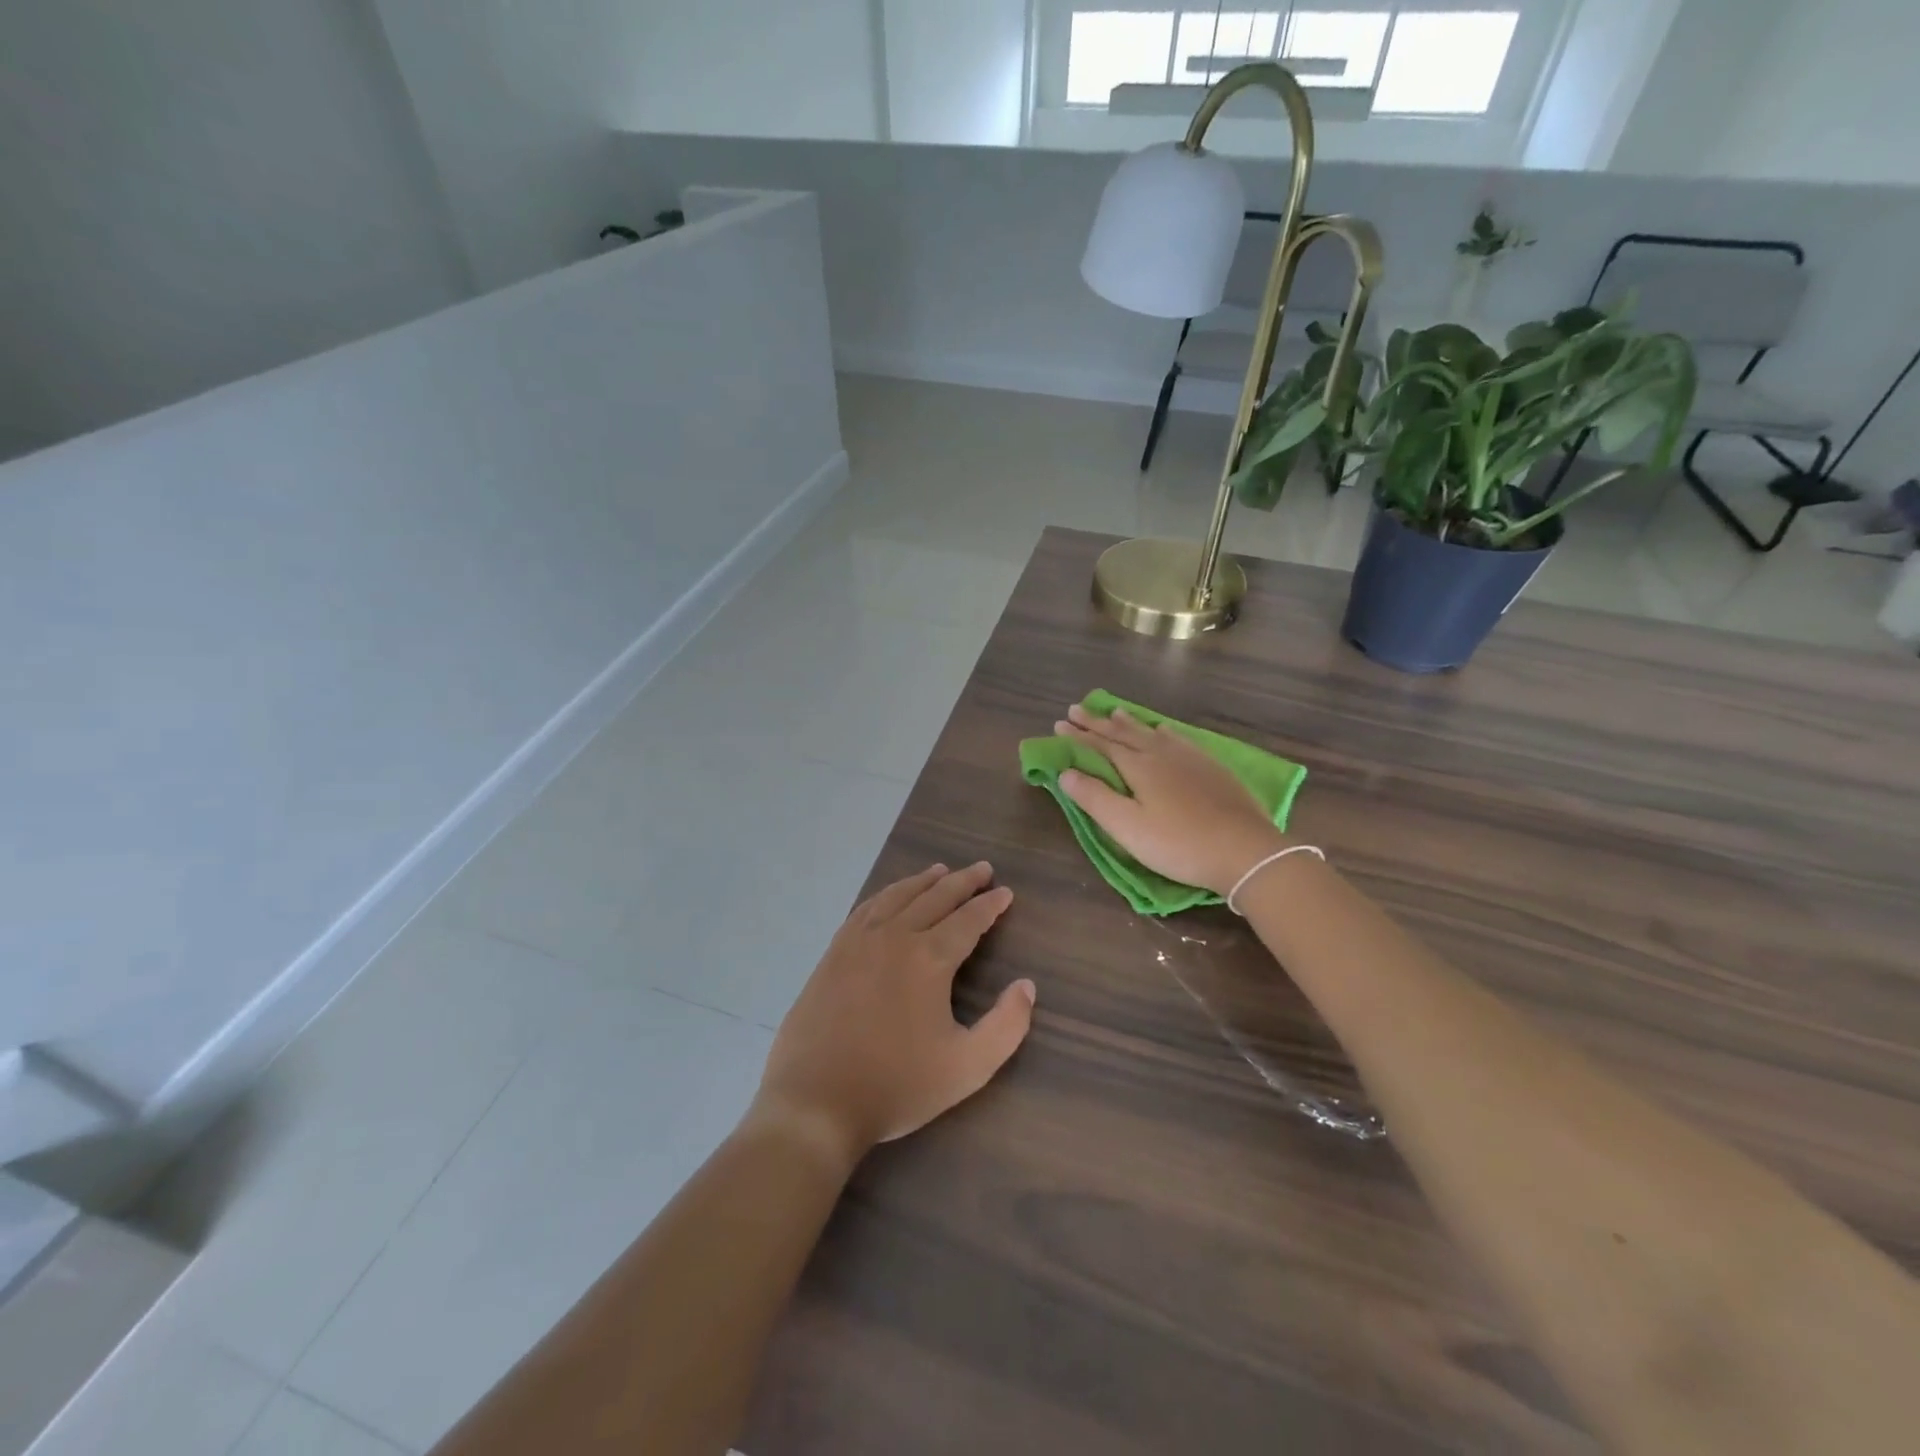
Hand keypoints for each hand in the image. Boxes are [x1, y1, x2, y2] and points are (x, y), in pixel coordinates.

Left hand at [752, 863, 1032, 1164]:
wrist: (815, 1101)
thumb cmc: (896, 1086)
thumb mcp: (968, 1067)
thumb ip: (1007, 1026)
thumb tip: (1026, 986)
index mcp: (929, 958)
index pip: (969, 920)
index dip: (991, 905)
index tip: (1006, 892)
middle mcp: (895, 936)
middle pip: (935, 897)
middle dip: (963, 881)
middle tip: (983, 870)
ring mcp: (859, 941)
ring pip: (898, 896)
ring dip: (924, 881)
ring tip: (941, 870)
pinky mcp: (833, 953)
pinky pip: (866, 908)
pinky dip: (887, 894)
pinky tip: (892, 896)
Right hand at [1055, 702, 1287, 895]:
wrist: (1245, 850)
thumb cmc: (1178, 843)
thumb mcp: (1127, 827)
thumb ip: (1094, 798)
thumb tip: (1065, 772)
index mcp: (1138, 766)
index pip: (1100, 745)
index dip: (1078, 736)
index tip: (1059, 724)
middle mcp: (1161, 753)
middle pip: (1123, 733)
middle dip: (1098, 722)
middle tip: (1077, 709)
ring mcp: (1189, 758)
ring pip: (1151, 732)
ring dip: (1129, 722)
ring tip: (1114, 712)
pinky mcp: (1211, 767)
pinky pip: (1178, 738)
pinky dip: (1162, 731)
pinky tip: (1164, 730)